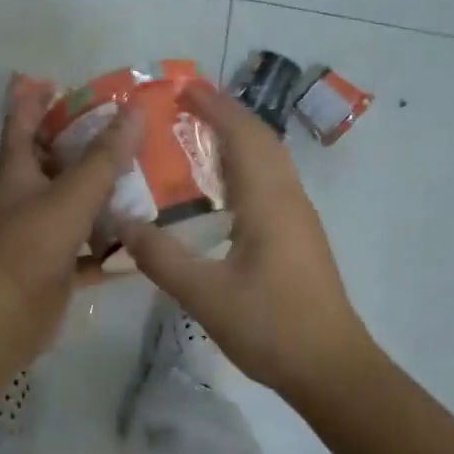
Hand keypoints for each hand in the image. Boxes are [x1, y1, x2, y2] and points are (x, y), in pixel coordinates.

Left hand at [0, 74, 142, 362]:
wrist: (6, 317)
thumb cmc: (31, 245)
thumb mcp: (71, 195)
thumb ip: (104, 156)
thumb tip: (134, 111)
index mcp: (20, 172)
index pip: (22, 123)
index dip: (30, 98)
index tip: (47, 78)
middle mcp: (27, 198)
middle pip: (54, 161)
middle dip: (82, 143)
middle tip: (120, 126)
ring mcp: (41, 234)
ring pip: (76, 205)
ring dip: (103, 194)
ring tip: (144, 177)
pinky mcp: (56, 266)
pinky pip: (89, 249)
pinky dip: (110, 245)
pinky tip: (142, 239)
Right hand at [120, 83, 375, 397]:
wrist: (331, 367)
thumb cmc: (271, 326)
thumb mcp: (205, 295)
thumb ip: (161, 257)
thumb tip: (121, 222)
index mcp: (267, 201)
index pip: (241, 135)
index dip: (214, 106)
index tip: (183, 86)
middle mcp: (288, 198)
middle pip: (260, 139)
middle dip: (225, 113)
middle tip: (186, 102)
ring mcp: (299, 216)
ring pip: (270, 159)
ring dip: (239, 136)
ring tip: (200, 131)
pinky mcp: (300, 235)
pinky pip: (272, 181)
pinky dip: (247, 163)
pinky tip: (225, 185)